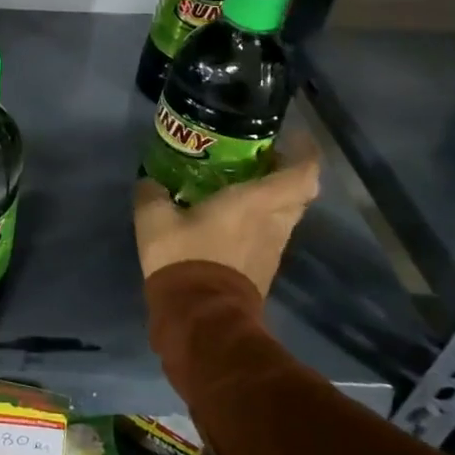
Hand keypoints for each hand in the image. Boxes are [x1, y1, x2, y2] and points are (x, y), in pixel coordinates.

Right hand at [134, 141, 320, 296]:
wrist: (200, 318)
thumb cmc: (185, 258)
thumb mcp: (154, 219)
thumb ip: (152, 193)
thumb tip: (150, 182)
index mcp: (255, 203)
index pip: (301, 174)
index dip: (305, 152)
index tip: (293, 136)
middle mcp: (273, 223)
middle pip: (299, 194)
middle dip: (286, 173)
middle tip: (261, 159)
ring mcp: (272, 249)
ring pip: (286, 215)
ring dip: (273, 199)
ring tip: (243, 185)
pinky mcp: (264, 269)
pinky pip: (270, 235)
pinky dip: (260, 221)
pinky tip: (231, 217)